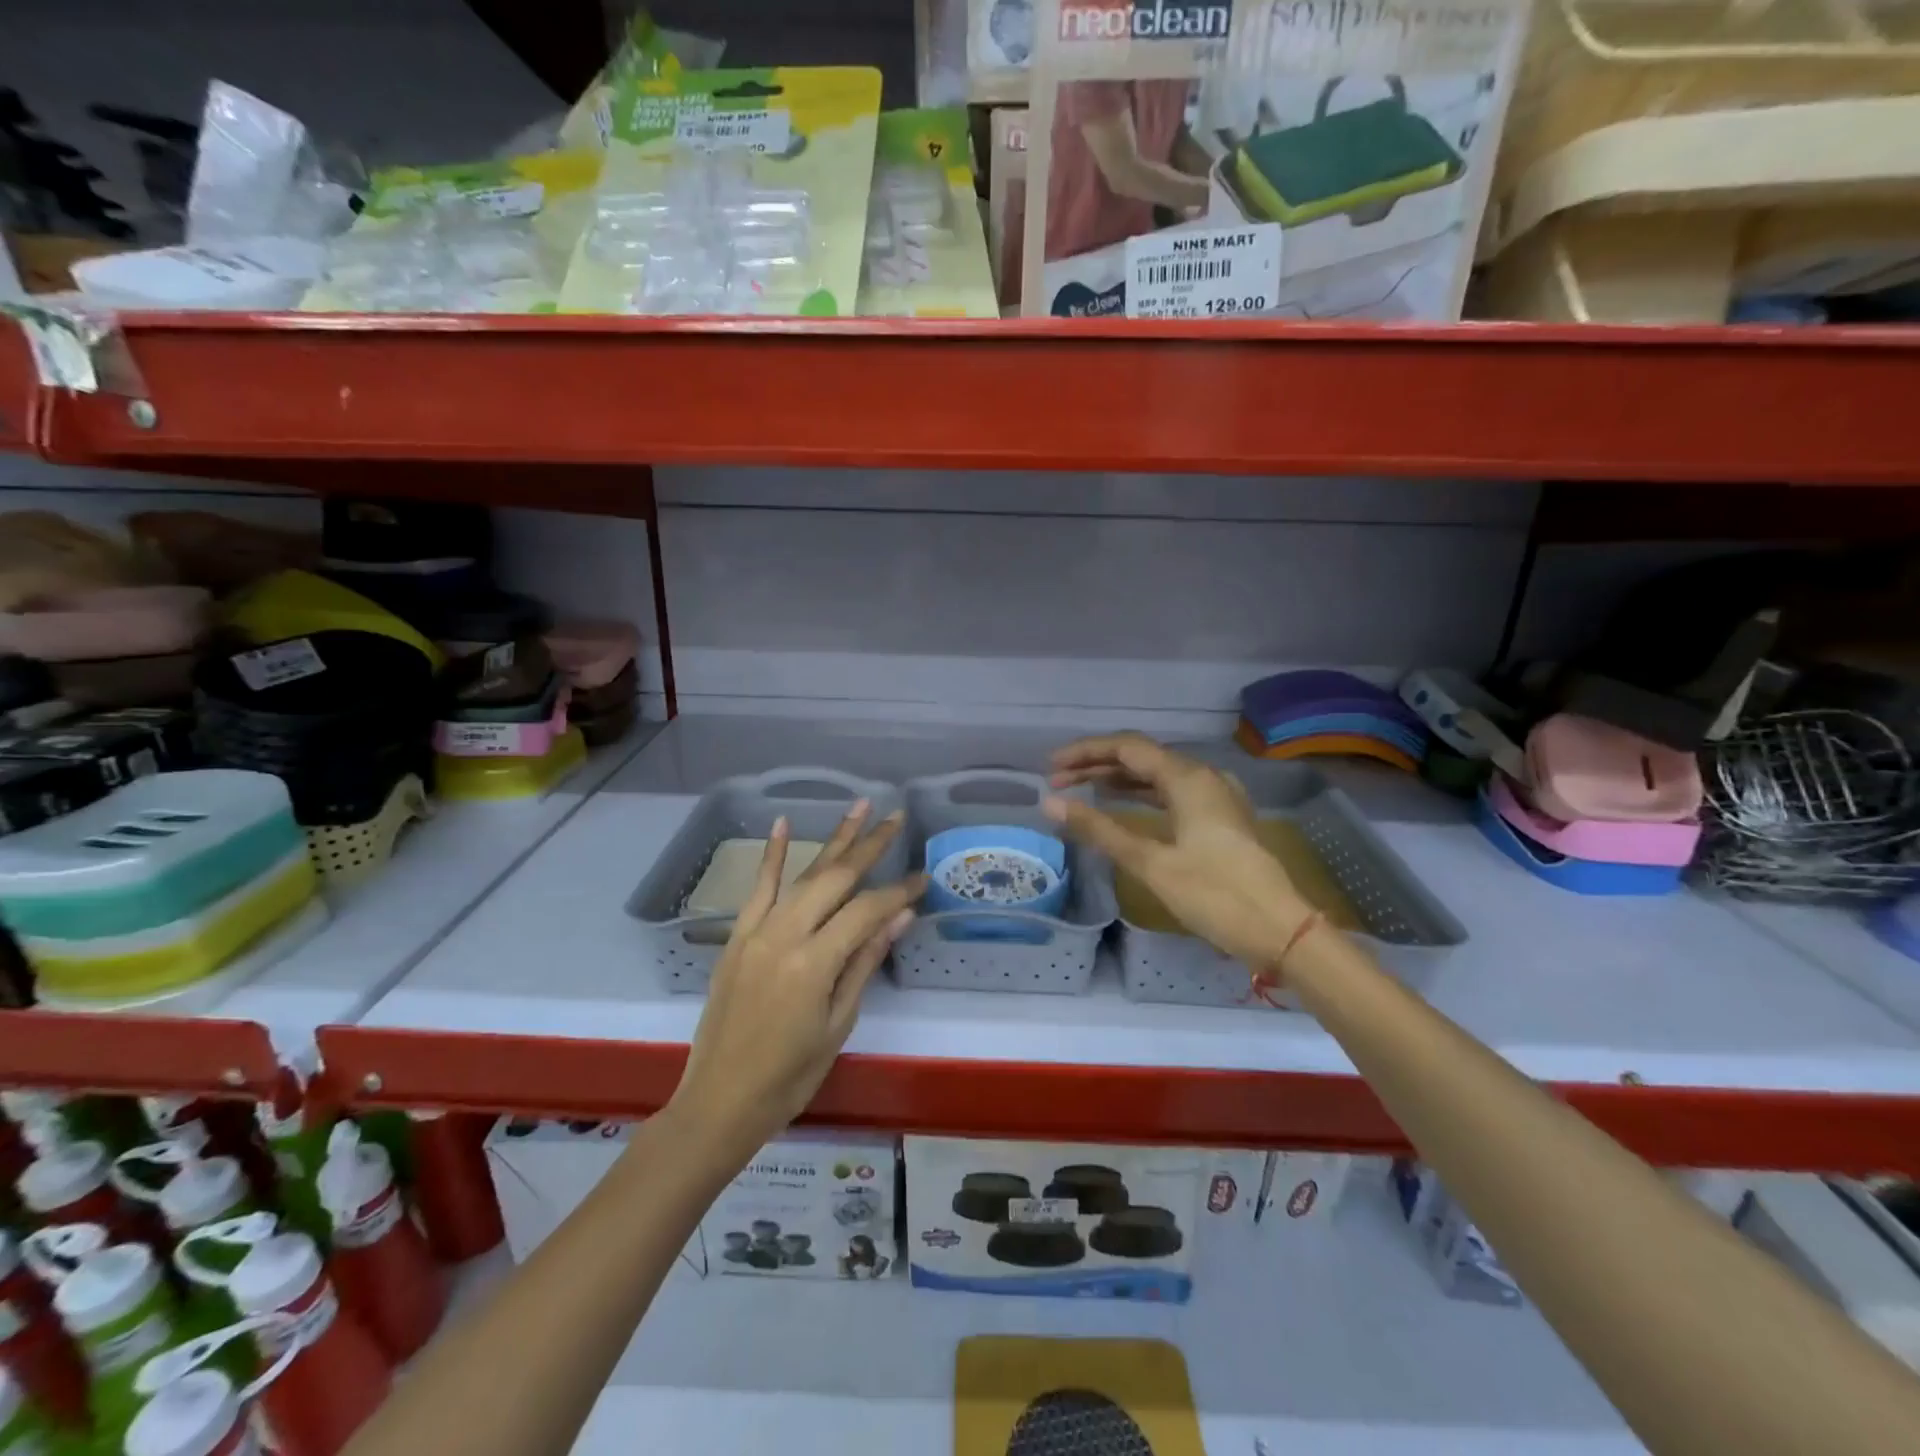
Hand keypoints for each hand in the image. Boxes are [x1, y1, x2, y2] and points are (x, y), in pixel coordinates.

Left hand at [670, 804, 924, 1159]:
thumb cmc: (790, 1075)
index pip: (866, 911)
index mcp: (814, 963)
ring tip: (859, 807)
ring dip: (834, 840)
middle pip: (835, 878)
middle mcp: (784, 935)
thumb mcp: (839, 1023)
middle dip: (869, 846)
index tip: (923, 878)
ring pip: (803, 875)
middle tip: (896, 818)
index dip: (898, 892)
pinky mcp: (737, 936)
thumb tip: (901, 916)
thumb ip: (866, 962)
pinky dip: (773, 855)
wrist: (720, 1100)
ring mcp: (756, 931)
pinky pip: (758, 888)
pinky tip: (785, 823)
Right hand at [1044, 734, 1311, 968]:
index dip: (1085, 752)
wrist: (1280, 930)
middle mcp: (1203, 777)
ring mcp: (1216, 796)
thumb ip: (1100, 829)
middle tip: (1057, 782)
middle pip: (1141, 758)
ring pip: (1157, 775)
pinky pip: (1172, 793)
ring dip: (1118, 780)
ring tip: (1080, 790)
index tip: (1050, 768)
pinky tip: (1122, 805)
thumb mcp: (1151, 863)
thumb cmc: (1215, 894)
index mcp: (1188, 778)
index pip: (1126, 748)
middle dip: (1097, 766)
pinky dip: (1141, 795)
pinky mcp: (1220, 818)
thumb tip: (1050, 803)